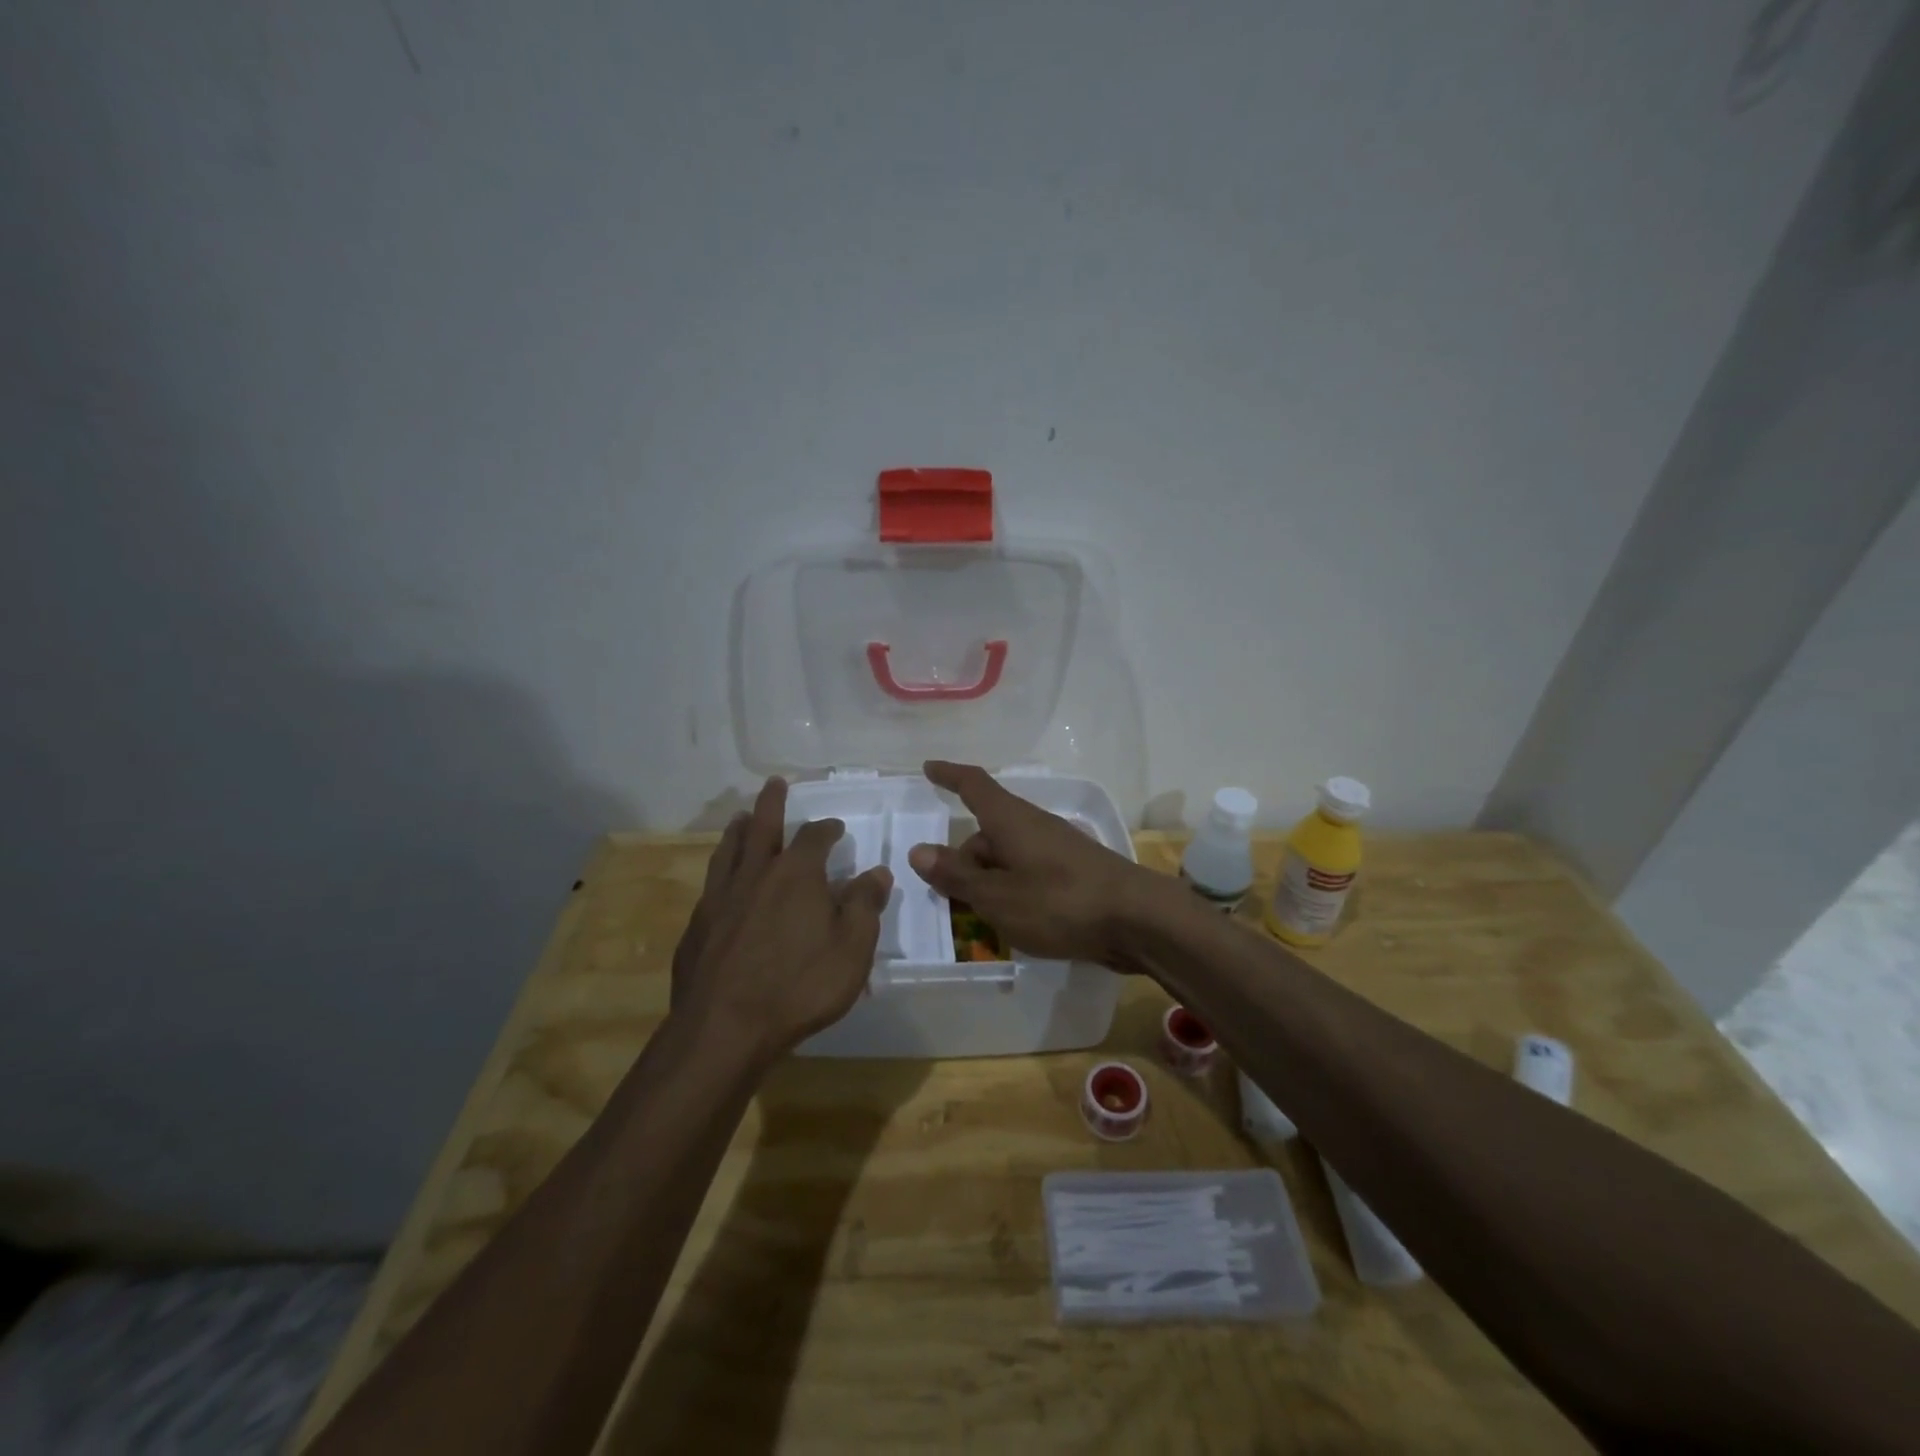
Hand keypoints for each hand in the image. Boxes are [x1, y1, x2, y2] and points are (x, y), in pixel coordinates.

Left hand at [671, 777, 892, 1060]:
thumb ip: (865, 906)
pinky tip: (722, 881)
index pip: (814, 837)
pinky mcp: (698, 925)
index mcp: (796, 874)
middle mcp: (755, 874)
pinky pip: (712, 884)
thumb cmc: (799, 986)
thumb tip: (877, 872)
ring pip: (729, 850)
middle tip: (774, 783)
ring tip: (741, 818)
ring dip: (738, 829)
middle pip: (762, 826)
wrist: (723, 1028)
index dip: (827, 828)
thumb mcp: (852, 949)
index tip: (835, 827)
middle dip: (772, 803)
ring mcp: (721, 898)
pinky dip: (721, 869)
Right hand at [905, 760, 1156, 963]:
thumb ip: (957, 876)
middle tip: (946, 896)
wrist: (1137, 920)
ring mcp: (1057, 849)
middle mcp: (1033, 825)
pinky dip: (1013, 891)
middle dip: (964, 861)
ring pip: (1008, 857)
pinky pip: (1029, 874)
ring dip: (988, 881)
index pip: (974, 785)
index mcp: (1010, 820)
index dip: (949, 775)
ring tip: (978, 919)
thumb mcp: (997, 896)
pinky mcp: (1074, 873)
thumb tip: (918, 851)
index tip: (929, 768)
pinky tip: (1014, 923)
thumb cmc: (1059, 902)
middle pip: (987, 833)